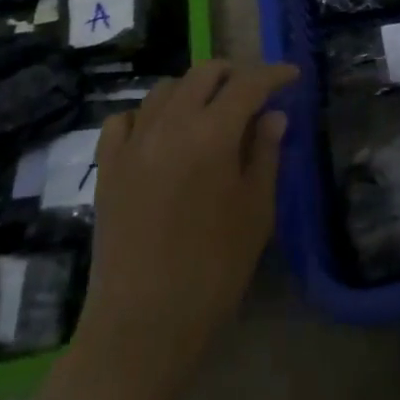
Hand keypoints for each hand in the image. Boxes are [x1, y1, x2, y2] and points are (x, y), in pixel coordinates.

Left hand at [76, 60, 297, 375]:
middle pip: (204, 73)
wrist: (142, 326)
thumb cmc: (213, 271)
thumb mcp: (255, 212)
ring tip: (208, 112)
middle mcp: (170, 123)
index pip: (248, 84)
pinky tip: (158, 134)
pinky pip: (124, 119)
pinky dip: (146, 115)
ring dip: (192, 90)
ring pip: (165, 89)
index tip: (291, 75)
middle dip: (233, 74)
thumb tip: (273, 115)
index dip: (273, 74)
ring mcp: (133, 142)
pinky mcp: (108, 166)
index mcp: (212, 133)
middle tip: (252, 94)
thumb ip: (265, 154)